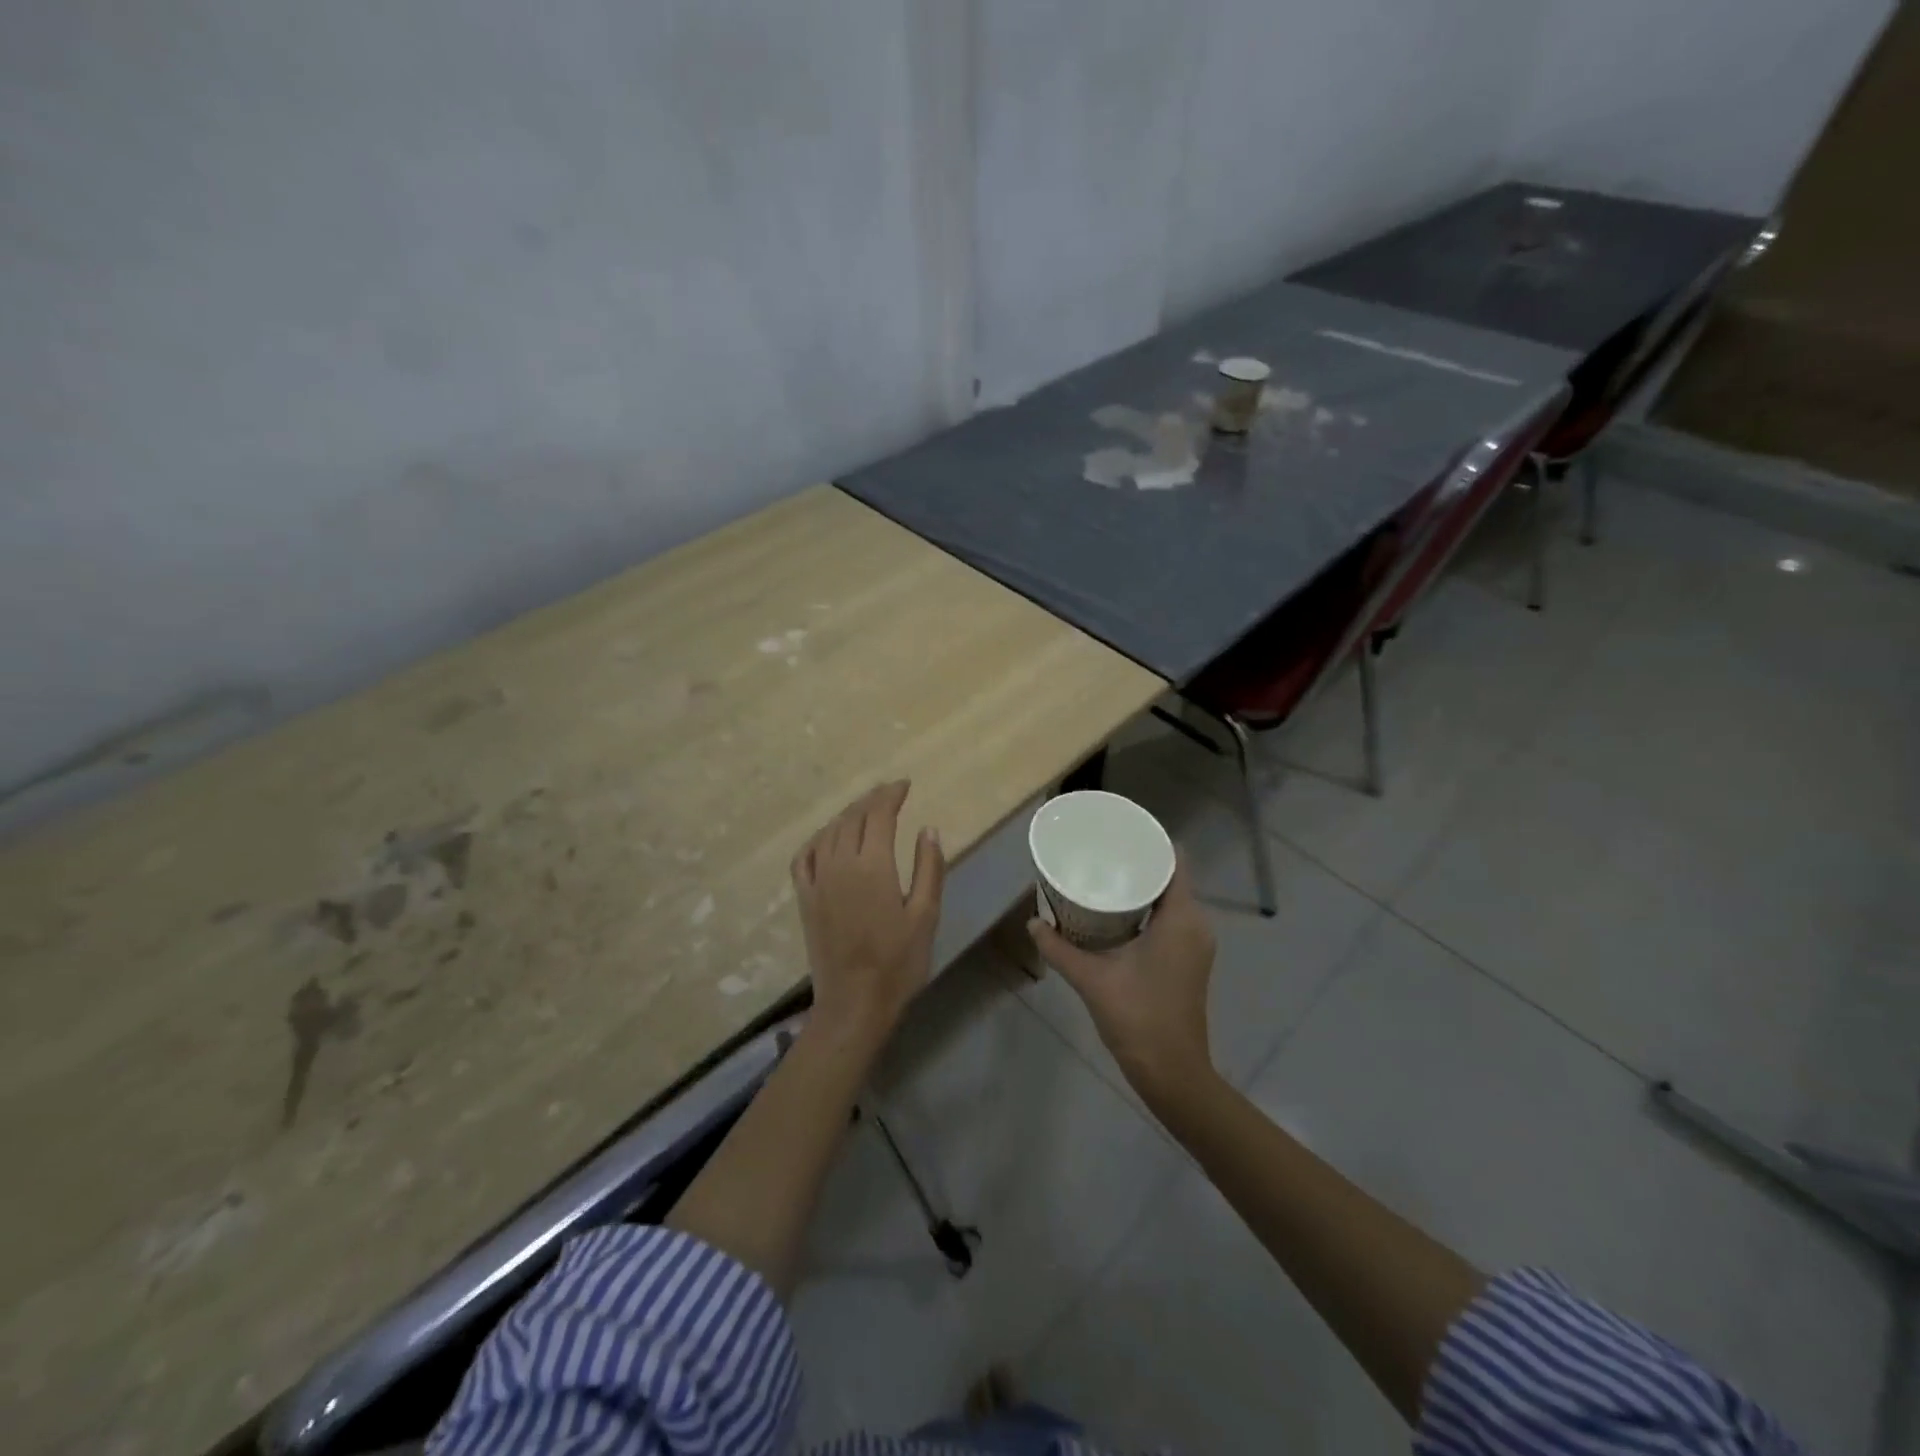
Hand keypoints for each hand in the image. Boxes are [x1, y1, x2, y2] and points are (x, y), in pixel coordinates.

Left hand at [791, 780, 945, 1051]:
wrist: (854, 1004)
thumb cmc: (898, 963)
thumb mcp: (926, 916)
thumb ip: (928, 868)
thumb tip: (928, 828)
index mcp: (872, 866)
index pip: (879, 815)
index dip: (891, 795)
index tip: (905, 785)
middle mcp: (840, 864)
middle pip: (852, 818)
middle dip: (871, 800)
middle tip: (889, 793)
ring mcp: (817, 881)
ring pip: (829, 832)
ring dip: (847, 814)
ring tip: (865, 810)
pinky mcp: (805, 898)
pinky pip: (805, 856)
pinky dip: (818, 839)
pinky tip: (828, 838)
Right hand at [1028, 858, 1215, 1099]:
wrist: (1172, 1073)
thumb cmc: (1138, 1017)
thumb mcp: (1092, 978)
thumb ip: (1059, 948)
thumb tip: (1032, 922)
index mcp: (1182, 919)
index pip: (1175, 861)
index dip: (1150, 841)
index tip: (1118, 832)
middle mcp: (1196, 924)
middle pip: (1171, 876)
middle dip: (1137, 862)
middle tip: (1100, 852)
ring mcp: (1196, 944)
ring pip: (1171, 899)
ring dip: (1141, 886)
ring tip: (1103, 876)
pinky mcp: (1189, 960)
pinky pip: (1172, 918)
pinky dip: (1148, 908)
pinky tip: (1116, 912)